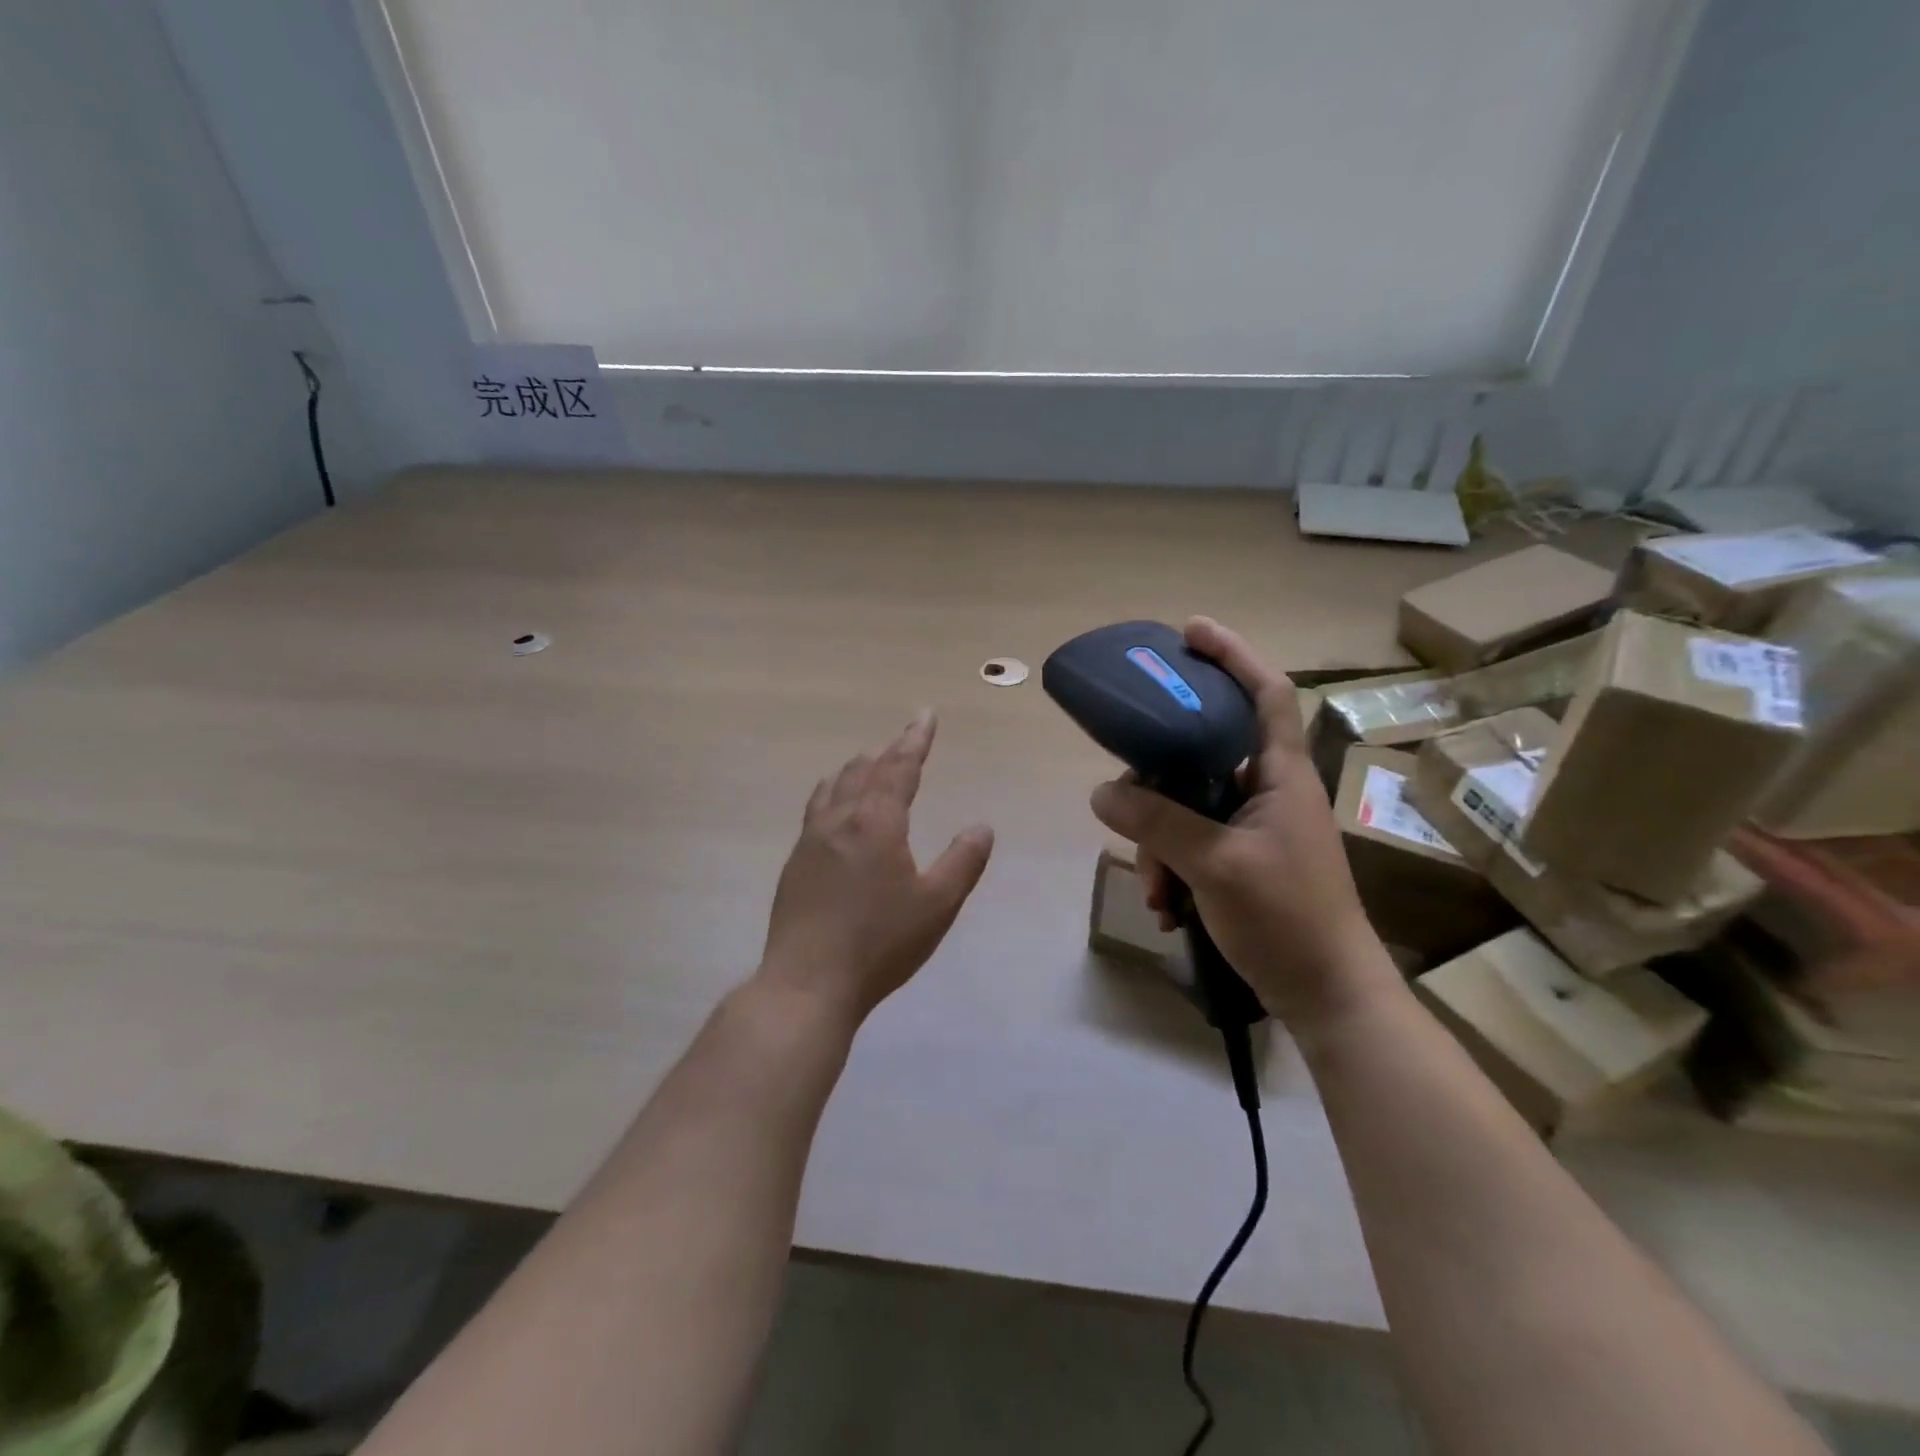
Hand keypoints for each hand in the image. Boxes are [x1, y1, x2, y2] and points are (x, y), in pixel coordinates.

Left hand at [758, 710, 994, 1024]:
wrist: (808, 981)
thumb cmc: (880, 943)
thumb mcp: (937, 905)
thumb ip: (963, 861)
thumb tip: (981, 825)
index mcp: (876, 823)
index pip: (899, 768)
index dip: (915, 740)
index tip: (925, 715)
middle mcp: (840, 821)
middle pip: (864, 771)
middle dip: (888, 751)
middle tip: (904, 739)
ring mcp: (810, 840)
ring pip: (834, 787)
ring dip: (856, 769)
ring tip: (866, 761)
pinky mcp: (795, 864)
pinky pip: (816, 809)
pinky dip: (832, 792)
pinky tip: (832, 808)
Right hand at [1089, 617, 1394, 1032]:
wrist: (1328, 998)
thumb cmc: (1288, 919)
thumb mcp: (1217, 866)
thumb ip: (1158, 824)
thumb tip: (1102, 793)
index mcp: (1281, 775)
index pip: (1265, 693)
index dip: (1232, 655)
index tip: (1189, 632)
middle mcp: (1268, 791)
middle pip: (1201, 756)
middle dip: (1158, 788)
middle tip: (1128, 808)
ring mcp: (1254, 829)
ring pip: (1187, 808)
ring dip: (1160, 845)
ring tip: (1158, 891)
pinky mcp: (1241, 862)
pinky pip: (1191, 845)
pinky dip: (1172, 870)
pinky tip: (1168, 908)